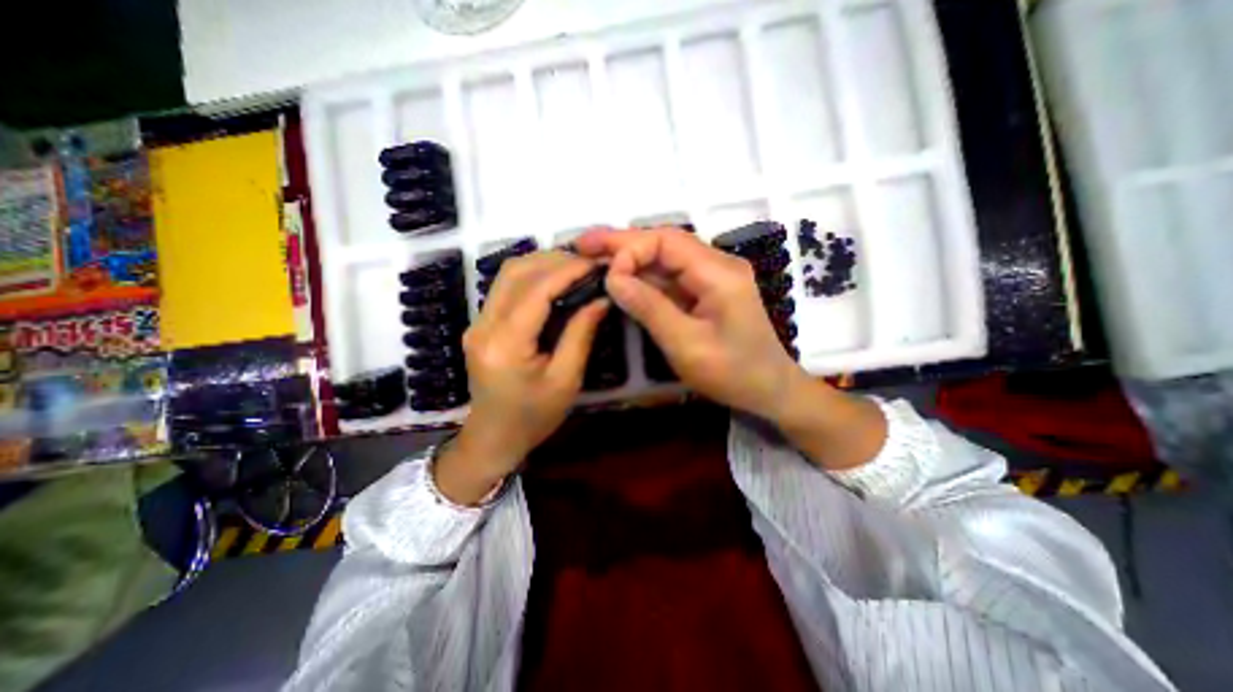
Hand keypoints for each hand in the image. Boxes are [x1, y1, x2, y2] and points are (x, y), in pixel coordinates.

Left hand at [439, 250, 609, 503]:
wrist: (493, 438)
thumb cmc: (534, 417)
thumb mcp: (566, 380)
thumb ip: (581, 334)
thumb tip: (601, 298)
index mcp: (505, 344)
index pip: (536, 290)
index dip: (568, 270)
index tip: (597, 263)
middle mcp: (484, 325)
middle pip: (516, 272)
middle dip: (555, 260)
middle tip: (589, 263)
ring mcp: (478, 322)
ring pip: (507, 274)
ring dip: (542, 264)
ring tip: (575, 268)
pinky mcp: (481, 324)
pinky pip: (505, 287)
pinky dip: (533, 276)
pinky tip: (555, 281)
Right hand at [579, 226, 886, 470]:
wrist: (769, 389)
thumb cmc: (732, 373)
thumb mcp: (686, 345)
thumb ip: (649, 308)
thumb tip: (613, 278)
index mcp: (719, 273)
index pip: (666, 242)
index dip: (631, 250)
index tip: (606, 274)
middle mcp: (717, 264)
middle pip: (664, 243)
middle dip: (623, 243)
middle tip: (583, 244)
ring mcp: (712, 276)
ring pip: (665, 258)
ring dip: (630, 257)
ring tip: (593, 256)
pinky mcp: (706, 290)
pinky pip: (671, 277)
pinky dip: (643, 276)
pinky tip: (621, 277)